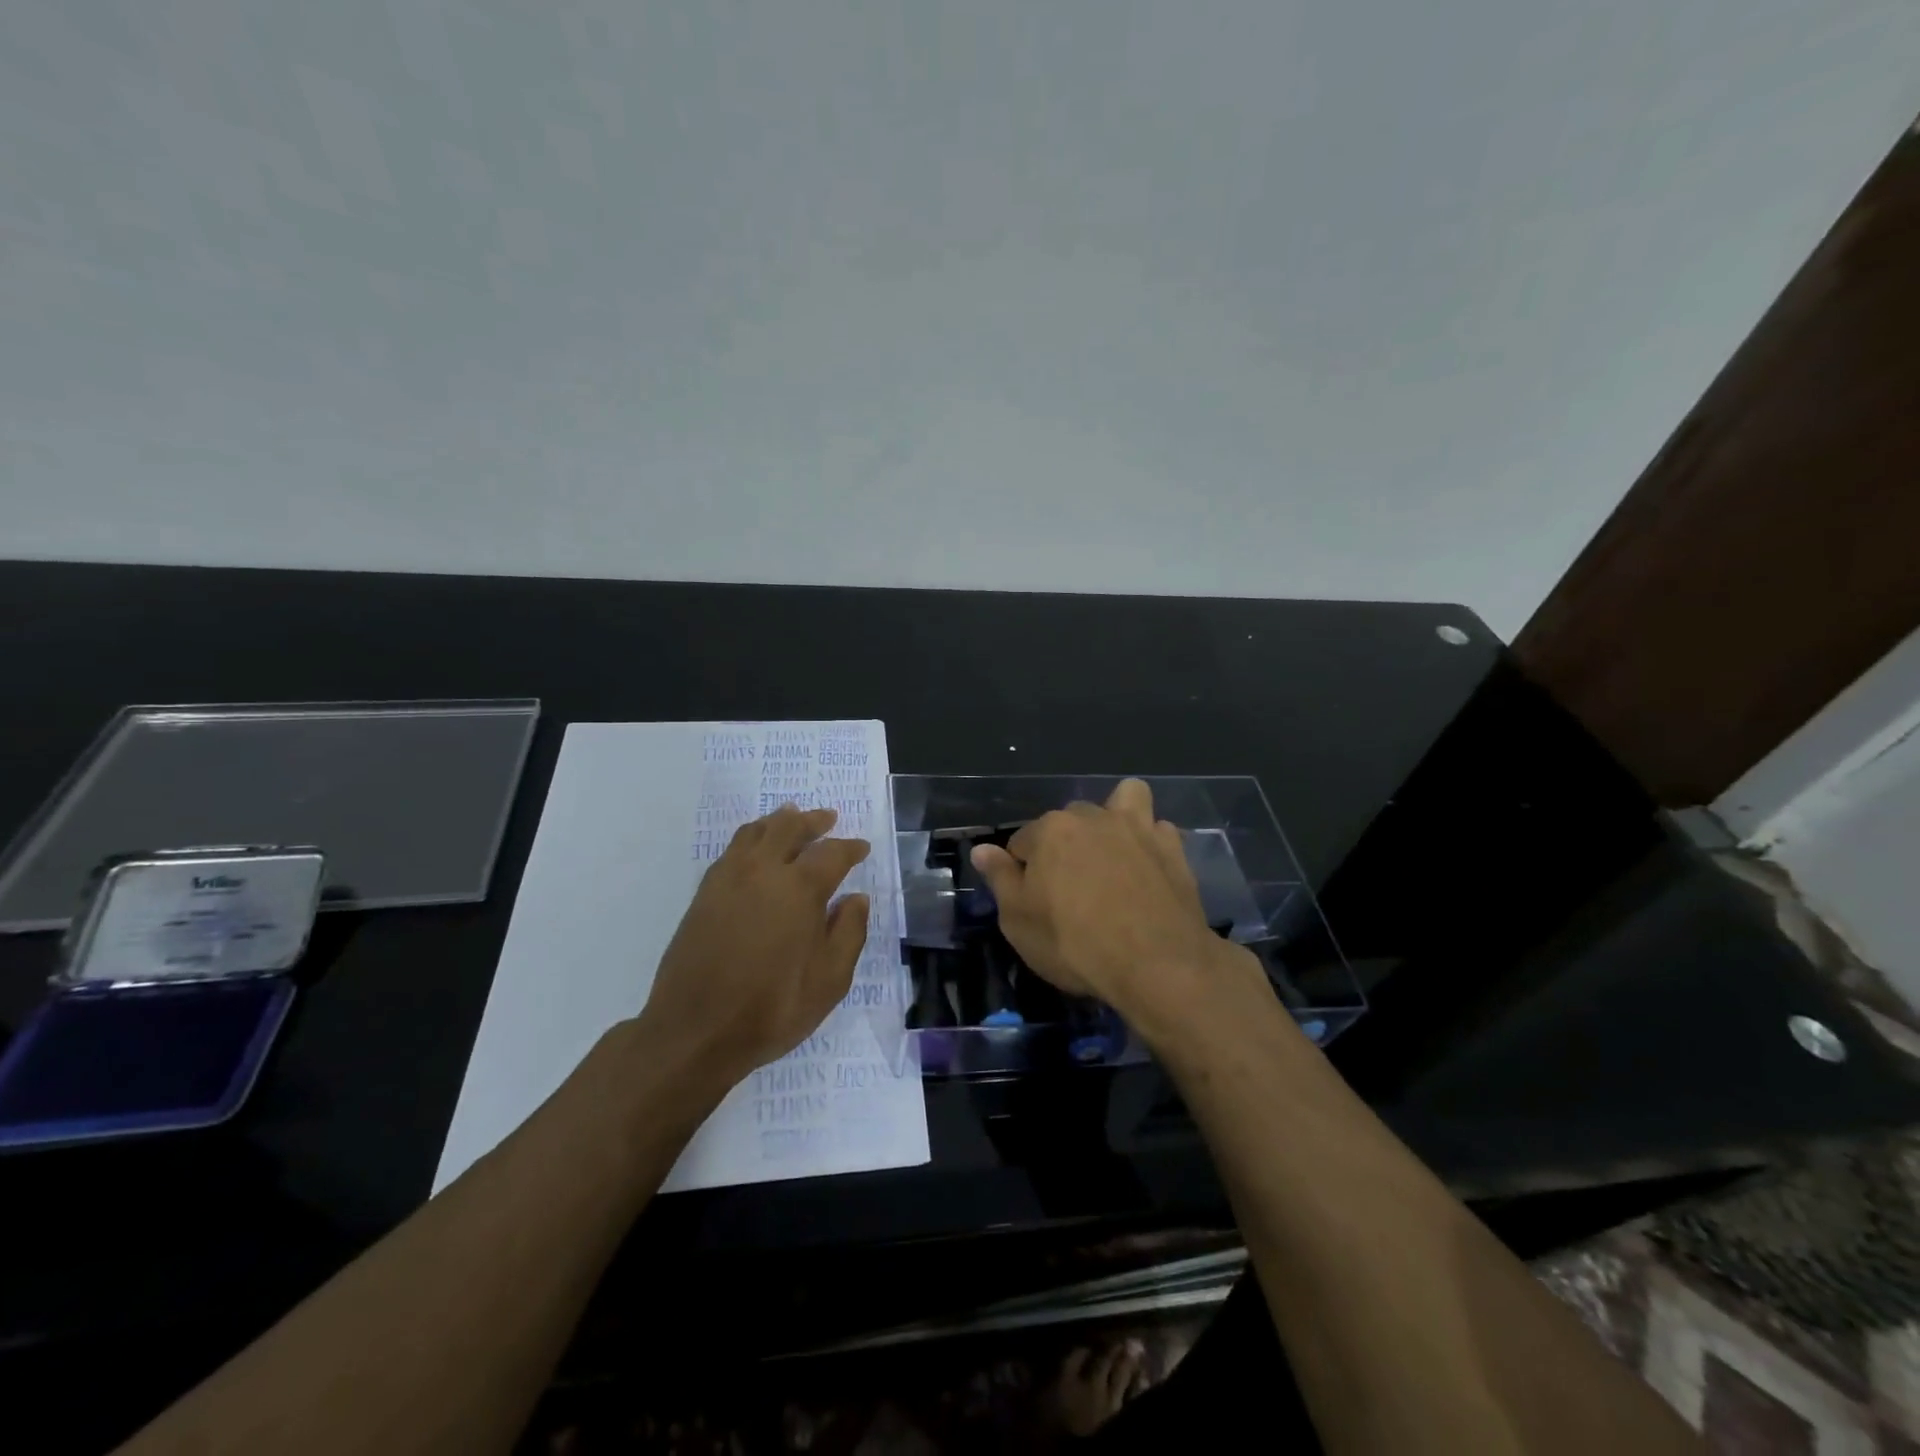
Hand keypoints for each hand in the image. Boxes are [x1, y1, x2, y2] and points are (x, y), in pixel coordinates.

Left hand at [638, 803, 870, 1093]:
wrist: (695, 1032)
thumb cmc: (772, 1008)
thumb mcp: (830, 981)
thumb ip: (848, 933)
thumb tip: (856, 899)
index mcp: (799, 889)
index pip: (832, 854)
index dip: (850, 848)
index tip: (862, 848)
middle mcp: (763, 872)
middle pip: (789, 827)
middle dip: (812, 820)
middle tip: (827, 819)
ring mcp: (728, 879)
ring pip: (755, 831)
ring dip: (778, 821)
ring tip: (790, 819)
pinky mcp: (704, 894)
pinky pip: (731, 850)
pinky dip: (750, 838)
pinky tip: (755, 850)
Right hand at [969, 779, 1252, 1041]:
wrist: (1156, 964)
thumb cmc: (1075, 944)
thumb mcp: (1018, 921)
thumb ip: (999, 879)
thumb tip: (981, 849)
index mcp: (1050, 830)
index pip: (1021, 842)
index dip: (1021, 871)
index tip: (1031, 900)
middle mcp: (1093, 817)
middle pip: (1068, 820)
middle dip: (1064, 844)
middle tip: (1069, 887)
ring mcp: (1138, 828)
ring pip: (1124, 799)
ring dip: (1116, 816)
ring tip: (1113, 852)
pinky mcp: (1173, 848)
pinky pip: (1158, 829)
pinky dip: (1150, 841)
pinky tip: (1148, 867)